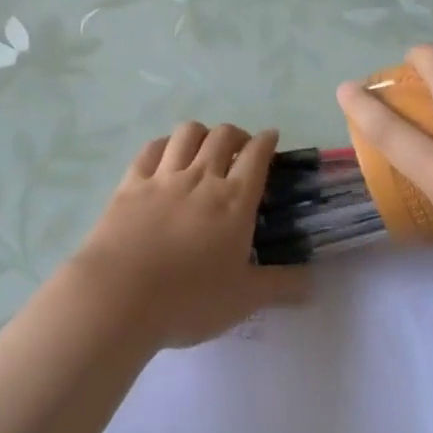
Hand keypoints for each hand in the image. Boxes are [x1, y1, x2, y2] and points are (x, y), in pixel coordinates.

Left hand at [69, 123, 309, 349]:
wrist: (120, 296)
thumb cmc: (188, 299)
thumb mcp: (243, 300)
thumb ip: (281, 286)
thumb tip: (313, 281)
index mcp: (234, 201)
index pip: (257, 156)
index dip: (267, 141)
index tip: (271, 137)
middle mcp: (201, 178)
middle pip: (223, 136)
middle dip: (237, 134)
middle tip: (240, 149)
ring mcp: (163, 177)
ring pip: (187, 133)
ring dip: (202, 133)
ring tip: (205, 147)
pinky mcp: (131, 183)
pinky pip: (151, 149)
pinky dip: (165, 144)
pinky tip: (166, 154)